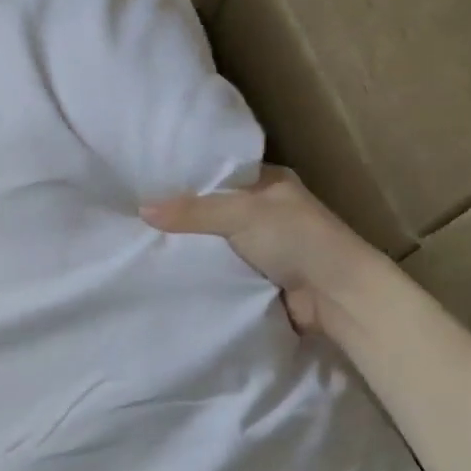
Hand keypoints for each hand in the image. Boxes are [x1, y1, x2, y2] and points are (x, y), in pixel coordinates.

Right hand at [141, 166, 389, 338]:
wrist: (336, 297)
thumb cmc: (297, 240)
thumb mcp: (243, 214)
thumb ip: (193, 211)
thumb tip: (142, 209)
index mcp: (268, 182)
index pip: (218, 174)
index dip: (185, 179)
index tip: (145, 184)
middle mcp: (263, 211)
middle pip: (211, 211)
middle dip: (180, 218)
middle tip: (134, 218)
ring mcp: (260, 247)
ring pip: (212, 243)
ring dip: (188, 249)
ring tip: (140, 244)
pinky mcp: (254, 278)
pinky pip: (217, 271)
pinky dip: (198, 273)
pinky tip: (165, 273)